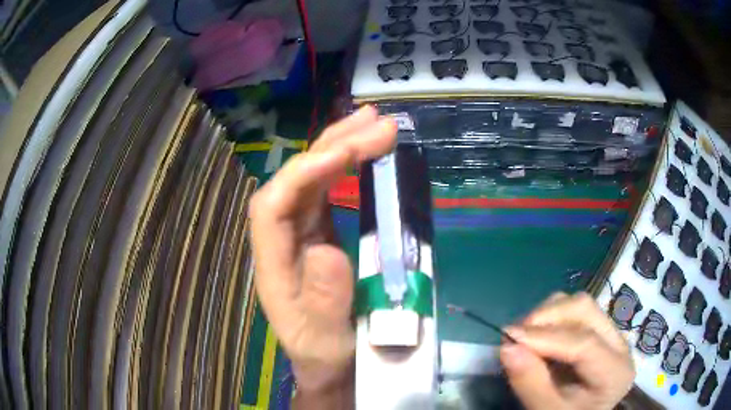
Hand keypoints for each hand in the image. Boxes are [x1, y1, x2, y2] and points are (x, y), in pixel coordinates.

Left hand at [250, 107, 396, 402]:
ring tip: (375, 121)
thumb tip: (326, 250)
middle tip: (376, 121)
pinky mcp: (319, 230)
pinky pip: (329, 189)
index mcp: (272, 263)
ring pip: (313, 177)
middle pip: (295, 180)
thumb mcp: (326, 338)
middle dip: (332, 146)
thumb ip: (324, 301)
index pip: (273, 204)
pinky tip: (366, 149)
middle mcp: (281, 238)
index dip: (304, 173)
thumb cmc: (326, 353)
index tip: (347, 152)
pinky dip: (349, 165)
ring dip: (342, 145)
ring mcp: (300, 231)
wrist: (331, 362)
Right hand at [500, 292, 634, 409]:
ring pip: (579, 304)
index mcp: (615, 372)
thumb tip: (507, 347)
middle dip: (546, 317)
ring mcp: (611, 333)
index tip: (509, 337)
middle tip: (514, 335)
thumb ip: (530, 383)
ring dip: (547, 314)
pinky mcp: (599, 329)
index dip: (545, 337)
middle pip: (585, 310)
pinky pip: (575, 310)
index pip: (584, 343)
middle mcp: (620, 344)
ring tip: (523, 337)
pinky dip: (551, 317)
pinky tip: (537, 337)